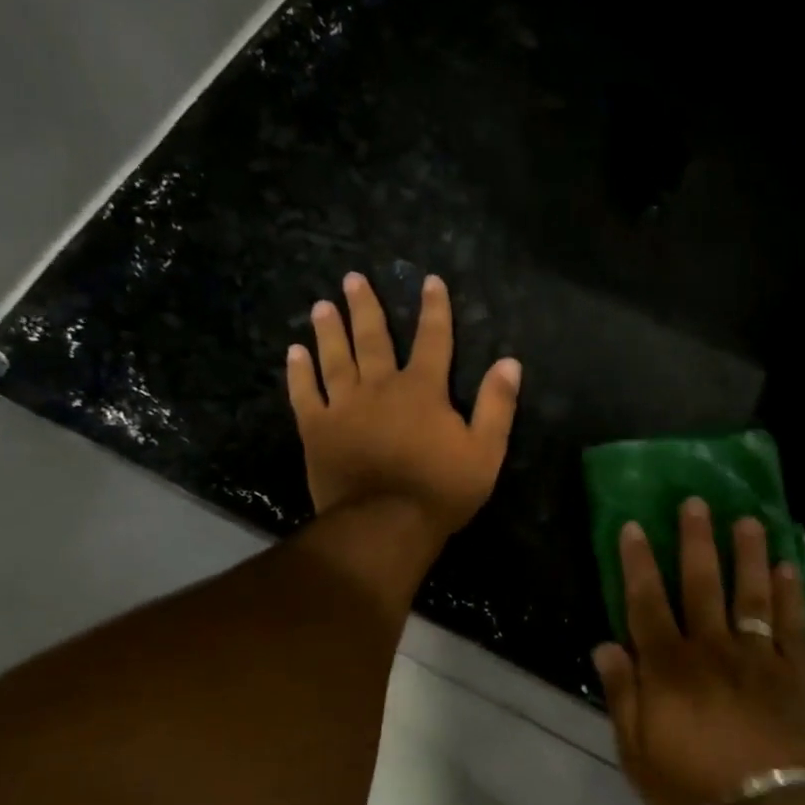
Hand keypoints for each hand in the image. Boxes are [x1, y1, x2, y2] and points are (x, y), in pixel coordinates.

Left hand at [287, 272, 520, 538]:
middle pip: (373, 339)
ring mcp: (344, 407)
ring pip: (336, 359)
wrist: (385, 525)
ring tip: (322, 305)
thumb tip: (510, 362)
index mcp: (422, 390)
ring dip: (330, 330)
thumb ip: (496, 405)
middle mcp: (380, 387)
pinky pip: (305, 394)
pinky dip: (299, 373)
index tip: (430, 281)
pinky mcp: (317, 430)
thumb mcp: (485, 451)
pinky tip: (294, 353)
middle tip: (352, 278)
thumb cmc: (440, 490)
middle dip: (366, 307)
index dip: (434, 309)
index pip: (433, 339)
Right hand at [594, 499, 804, 804]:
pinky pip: (794, 627)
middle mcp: (711, 649)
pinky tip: (790, 569)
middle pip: (702, 584)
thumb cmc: (689, 790)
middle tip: (696, 503)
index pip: (646, 602)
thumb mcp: (636, 752)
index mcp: (668, 667)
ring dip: (749, 554)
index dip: (637, 562)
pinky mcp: (793, 675)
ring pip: (751, 594)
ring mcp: (756, 658)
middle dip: (695, 541)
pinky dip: (793, 596)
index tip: (633, 525)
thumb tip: (606, 645)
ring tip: (749, 520)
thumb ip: (622, 695)